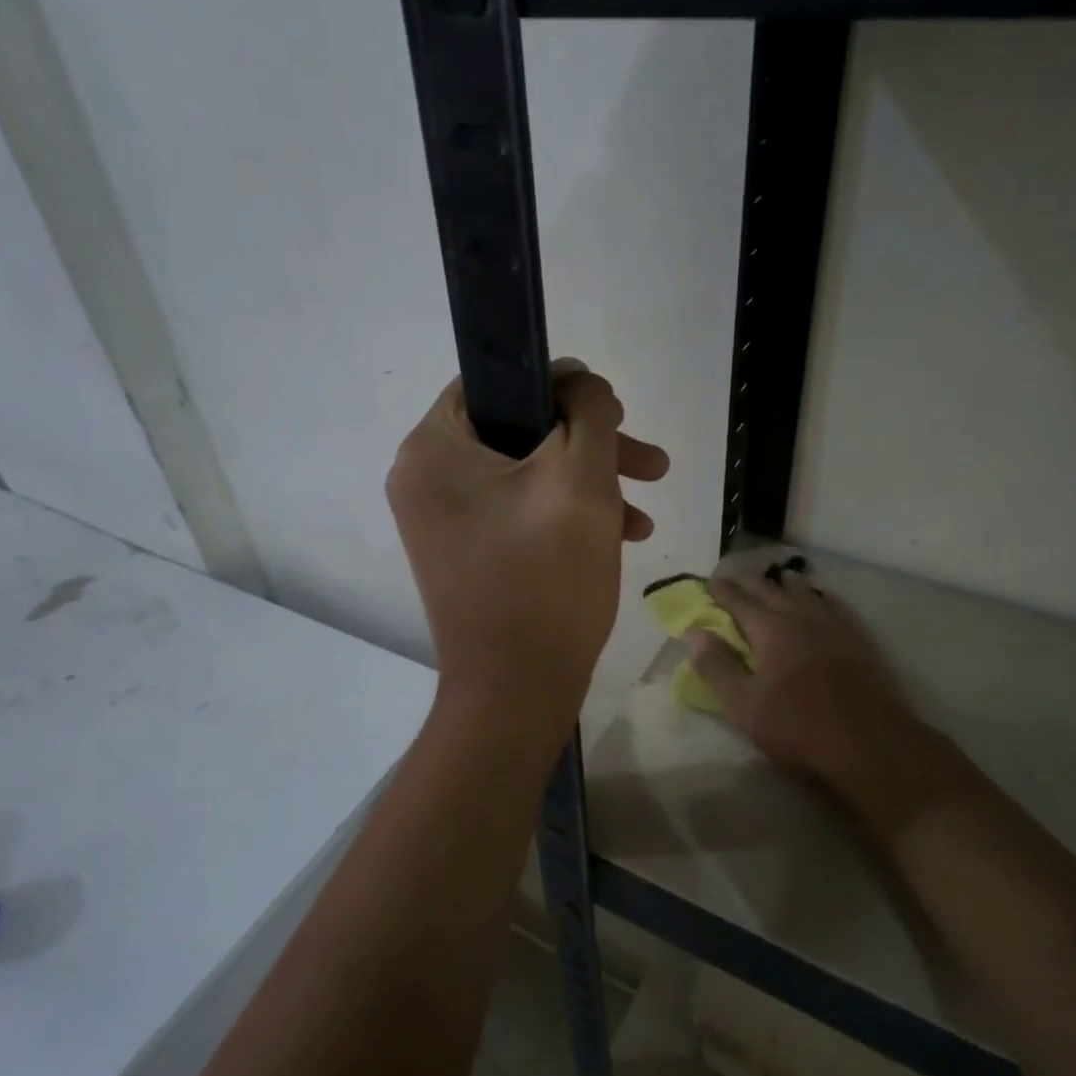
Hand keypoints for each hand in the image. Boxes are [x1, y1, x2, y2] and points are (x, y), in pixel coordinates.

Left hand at [387, 363, 668, 740]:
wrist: (517, 692)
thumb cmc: (546, 581)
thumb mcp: (581, 481)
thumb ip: (588, 413)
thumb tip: (581, 383)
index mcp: (432, 449)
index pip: (496, 383)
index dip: (560, 387)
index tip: (612, 411)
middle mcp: (424, 479)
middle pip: (518, 433)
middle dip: (592, 446)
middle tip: (650, 462)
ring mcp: (443, 521)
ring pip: (526, 475)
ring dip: (589, 484)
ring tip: (647, 509)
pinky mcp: (465, 553)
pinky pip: (518, 513)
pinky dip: (565, 515)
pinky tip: (621, 536)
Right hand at [688, 568, 985, 831]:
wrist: (871, 744)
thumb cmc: (798, 726)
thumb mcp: (744, 704)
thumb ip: (716, 666)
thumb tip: (693, 632)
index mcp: (771, 629)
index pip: (739, 600)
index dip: (721, 590)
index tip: (709, 581)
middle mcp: (802, 616)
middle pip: (771, 589)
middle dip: (750, 581)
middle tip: (735, 577)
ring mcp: (835, 625)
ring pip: (806, 592)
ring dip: (785, 584)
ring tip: (777, 580)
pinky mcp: (859, 639)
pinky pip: (834, 605)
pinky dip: (819, 597)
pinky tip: (821, 601)